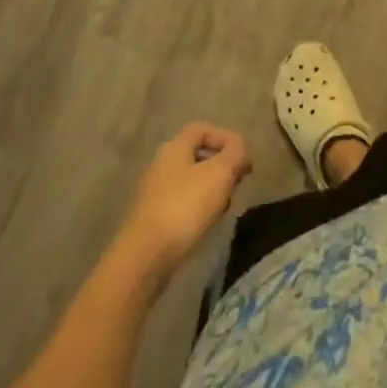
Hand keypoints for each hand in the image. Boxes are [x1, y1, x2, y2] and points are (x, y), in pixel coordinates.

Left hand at [115, 123, 251, 283]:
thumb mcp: (220, 174)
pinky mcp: (151, 220)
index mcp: (174, 147)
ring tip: (224, 207)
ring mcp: (153, 193)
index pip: (202, 129)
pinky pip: (180, 204)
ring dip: (211, 190)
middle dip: (221, 166)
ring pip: (190, 182)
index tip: (242, 158)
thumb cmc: (184, 207)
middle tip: (237, 183)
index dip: (226, 138)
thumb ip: (235, 153)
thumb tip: (240, 148)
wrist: (144, 258)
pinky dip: (197, 209)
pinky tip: (205, 225)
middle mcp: (161, 165)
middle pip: (197, 156)